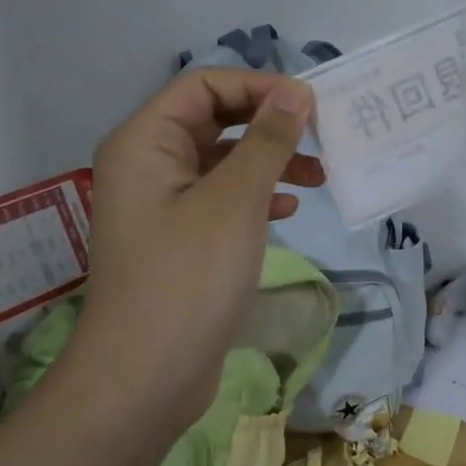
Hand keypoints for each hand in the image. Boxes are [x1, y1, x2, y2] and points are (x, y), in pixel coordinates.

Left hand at [66, 68, 322, 431]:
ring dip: (269, 161)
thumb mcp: (235, 200)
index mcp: (145, 142)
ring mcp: (161, 205)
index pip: (204, 85)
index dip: (258, 86)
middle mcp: (147, 165)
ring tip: (319, 177)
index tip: (310, 104)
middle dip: (268, 124)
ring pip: (222, 162)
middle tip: (320, 136)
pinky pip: (222, 199)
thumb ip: (267, 140)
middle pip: (214, 120)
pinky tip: (288, 211)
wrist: (144, 380)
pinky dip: (256, 197)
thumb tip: (296, 91)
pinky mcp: (179, 240)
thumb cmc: (187, 278)